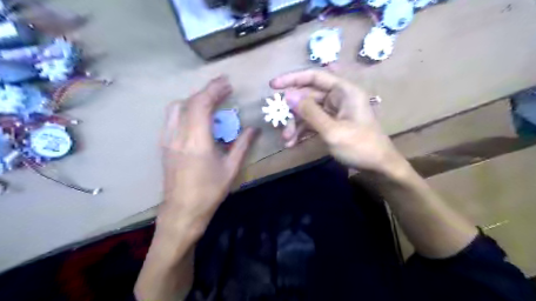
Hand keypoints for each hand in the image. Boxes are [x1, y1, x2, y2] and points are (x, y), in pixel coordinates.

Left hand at [157, 75, 255, 239]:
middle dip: (207, 91)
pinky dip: (186, 110)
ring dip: (194, 100)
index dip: (214, 90)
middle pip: (188, 102)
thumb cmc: (209, 192)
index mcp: (196, 141)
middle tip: (223, 89)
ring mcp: (167, 140)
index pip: (201, 104)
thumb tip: (254, 129)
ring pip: (176, 108)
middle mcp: (178, 135)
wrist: (182, 211)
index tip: (227, 84)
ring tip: (211, 102)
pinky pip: (172, 119)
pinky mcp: (164, 145)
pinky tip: (197, 118)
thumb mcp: (230, 168)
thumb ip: (242, 145)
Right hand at [270, 68, 404, 174]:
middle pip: (308, 97)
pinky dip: (303, 131)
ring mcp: (335, 112)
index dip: (292, 79)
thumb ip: (310, 112)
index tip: (273, 86)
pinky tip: (293, 143)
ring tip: (286, 140)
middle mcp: (339, 98)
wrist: (379, 167)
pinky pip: (313, 123)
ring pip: (308, 112)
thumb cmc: (360, 146)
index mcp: (344, 91)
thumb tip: (288, 96)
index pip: (314, 77)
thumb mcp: (333, 131)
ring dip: (296, 125)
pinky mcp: (332, 124)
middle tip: (280, 126)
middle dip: (293, 113)